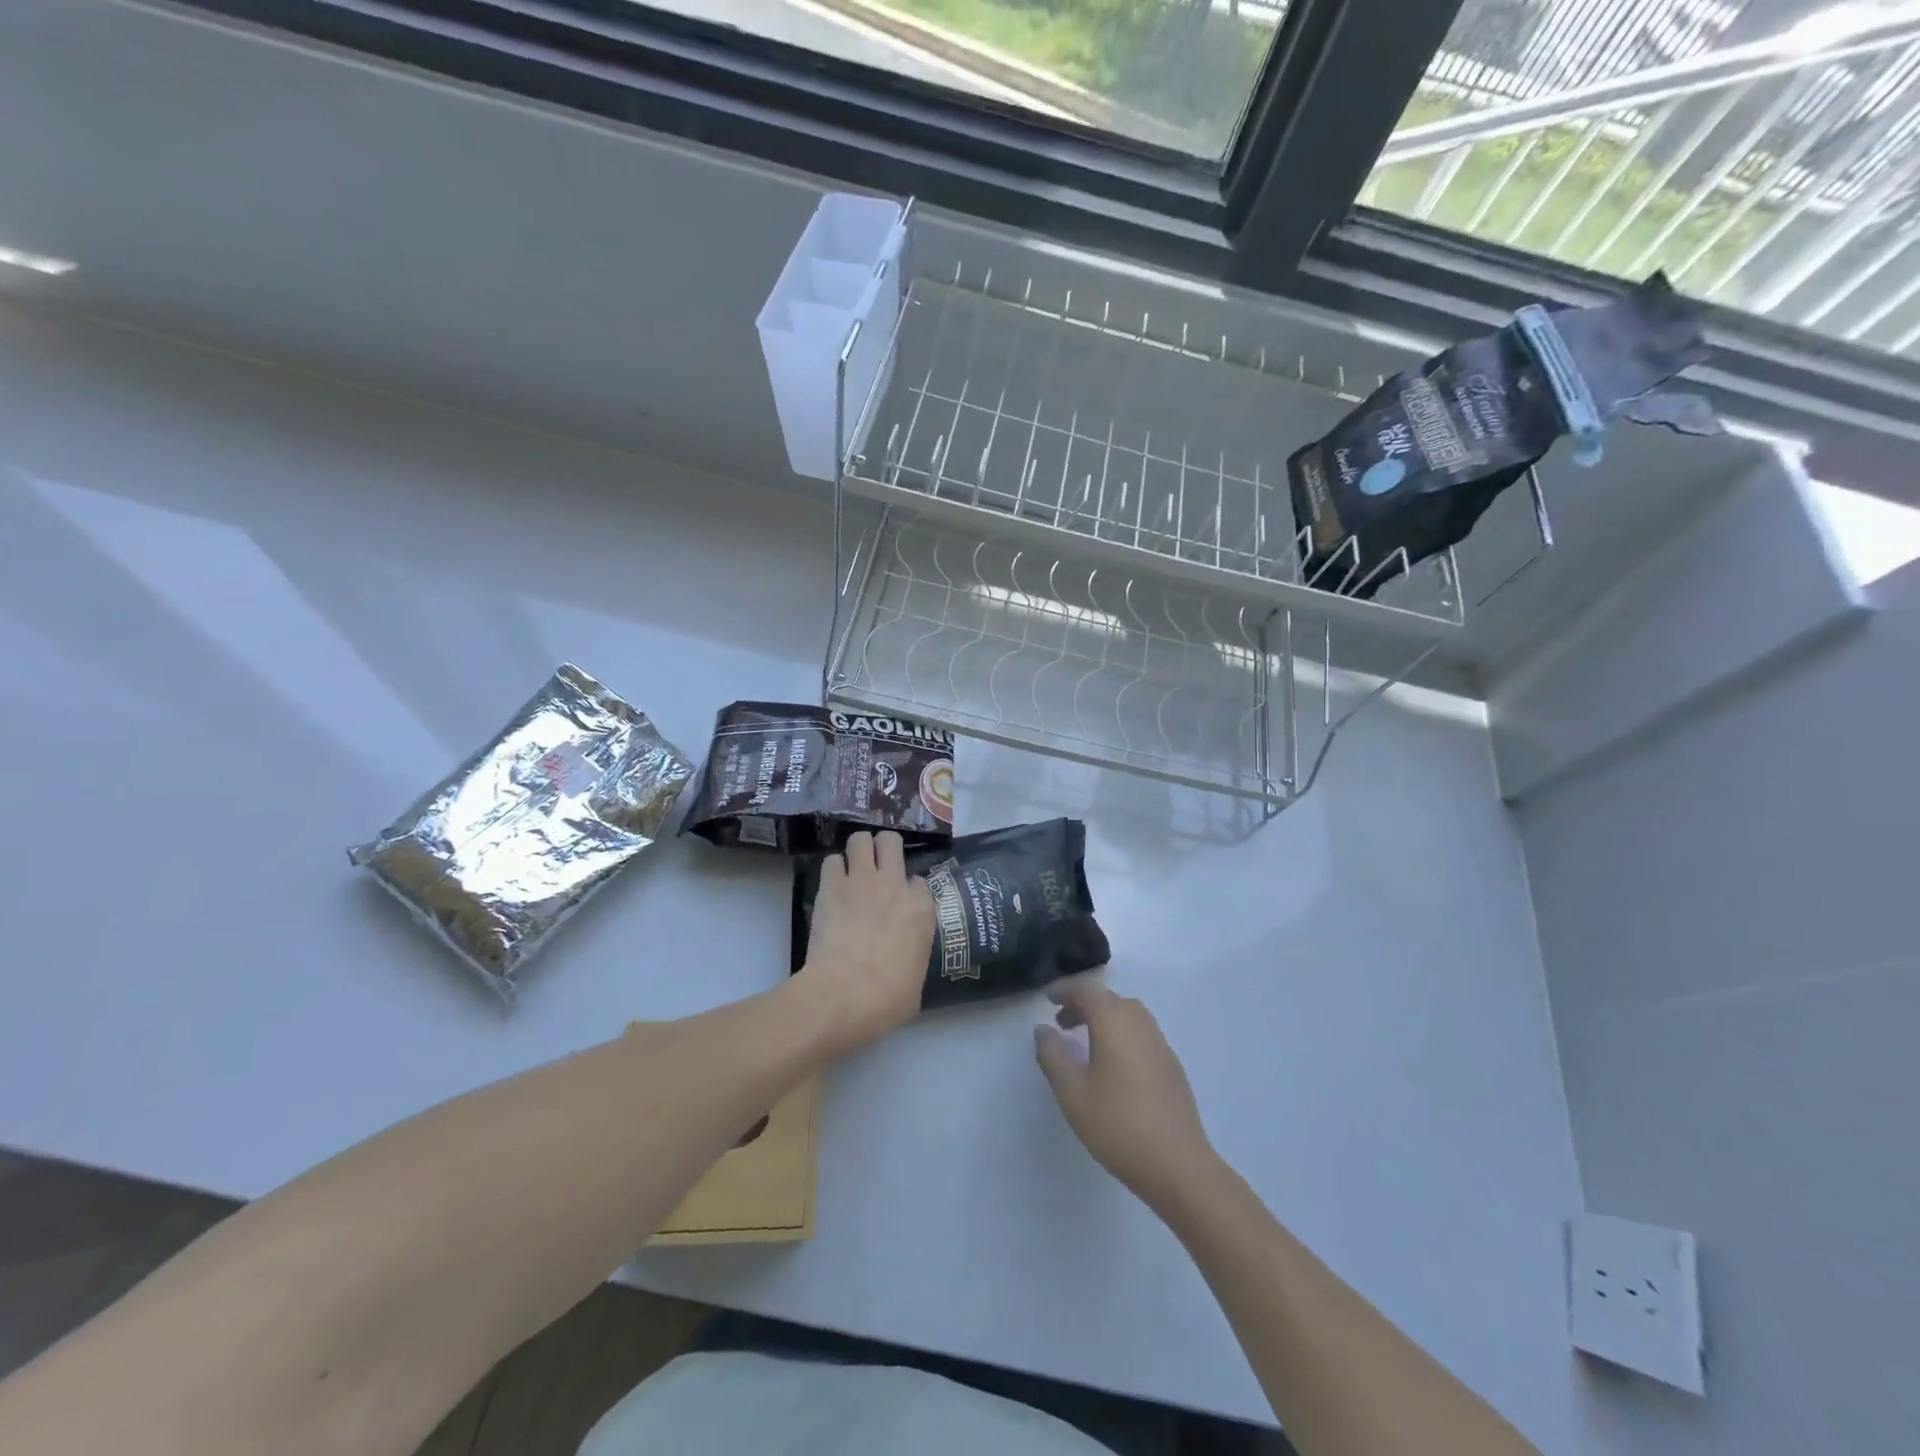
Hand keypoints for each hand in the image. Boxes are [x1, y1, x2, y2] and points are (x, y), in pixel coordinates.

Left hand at [798, 831, 934, 1057]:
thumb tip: (904, 960)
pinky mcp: (830, 887)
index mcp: (921, 909)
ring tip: (853, 866)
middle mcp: (894, 885)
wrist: (844, 995)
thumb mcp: (916, 980)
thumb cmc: (888, 999)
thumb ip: (913, 955)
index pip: (919, 881)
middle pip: (891, 842)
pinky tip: (832, 884)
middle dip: (884, 848)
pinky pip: (831, 861)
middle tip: (877, 865)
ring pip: (860, 839)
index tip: (900, 902)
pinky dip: (833, 869)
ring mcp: (861, 881)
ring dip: (858, 850)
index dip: (909, 889)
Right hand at [1034, 979, 1219, 1216]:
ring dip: (1104, 1019)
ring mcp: (1161, 1045)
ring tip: (1085, 1044)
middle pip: (1110, 1000)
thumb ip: (1053, 1055)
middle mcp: (1140, 1024)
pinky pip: (1142, 1035)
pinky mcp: (1172, 1067)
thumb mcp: (1072, 1091)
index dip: (1066, 990)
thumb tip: (1043, 1029)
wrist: (1178, 1165)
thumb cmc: (1117, 1124)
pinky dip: (1122, 1035)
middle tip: (1061, 1023)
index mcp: (1115, 1022)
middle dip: (1084, 1005)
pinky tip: (1113, 1067)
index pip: (1088, 991)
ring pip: (1129, 1016)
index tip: (1048, 999)